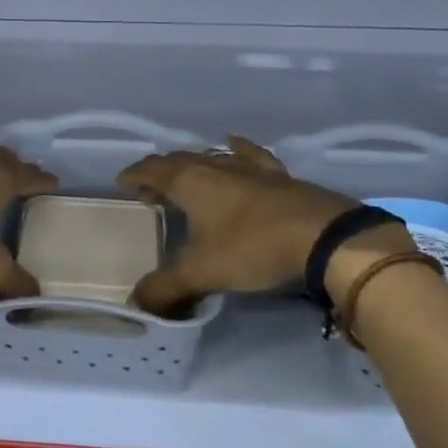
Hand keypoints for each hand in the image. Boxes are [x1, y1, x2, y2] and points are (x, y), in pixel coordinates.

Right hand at [117, 136, 412, 315]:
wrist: (325, 238)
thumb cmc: (253, 249)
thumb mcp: (203, 273)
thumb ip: (166, 288)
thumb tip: (135, 303)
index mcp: (191, 182)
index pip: (153, 169)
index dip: (135, 174)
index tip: (122, 182)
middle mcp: (217, 167)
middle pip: (180, 160)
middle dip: (160, 172)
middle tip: (150, 188)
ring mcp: (251, 169)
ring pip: (212, 157)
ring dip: (194, 164)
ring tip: (185, 174)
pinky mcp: (279, 177)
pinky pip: (251, 156)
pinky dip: (237, 150)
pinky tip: (233, 144)